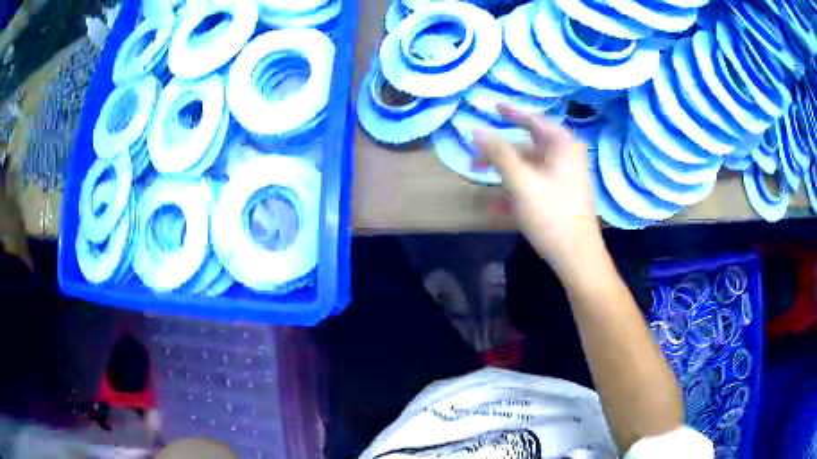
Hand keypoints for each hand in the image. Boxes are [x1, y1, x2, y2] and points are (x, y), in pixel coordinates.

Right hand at [474, 105, 602, 277]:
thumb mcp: (521, 181)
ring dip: (504, 170)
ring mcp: (564, 177)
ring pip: (529, 166)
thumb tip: (476, 130)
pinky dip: (516, 189)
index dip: (510, 112)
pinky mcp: (560, 196)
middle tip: (475, 153)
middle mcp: (566, 156)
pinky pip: (534, 184)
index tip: (491, 107)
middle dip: (500, 149)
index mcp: (562, 145)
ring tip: (479, 175)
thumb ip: (498, 153)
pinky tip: (495, 204)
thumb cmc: (552, 214)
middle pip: (528, 144)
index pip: (533, 119)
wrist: (576, 255)